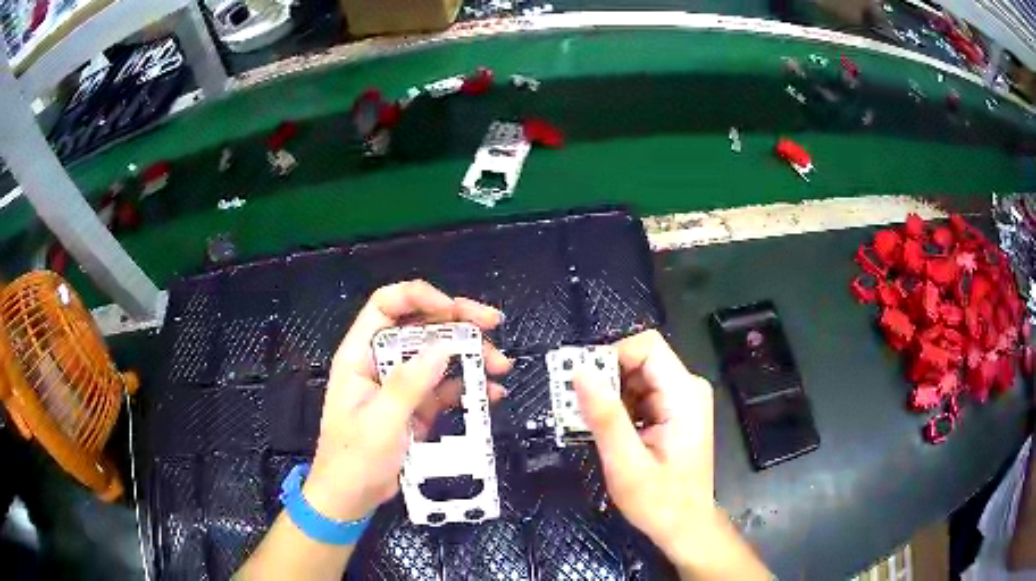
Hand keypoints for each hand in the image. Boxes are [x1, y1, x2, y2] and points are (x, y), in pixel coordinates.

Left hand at [303, 280, 511, 522]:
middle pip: (420, 326)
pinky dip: (469, 386)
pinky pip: (446, 387)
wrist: (352, 498)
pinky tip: (492, 392)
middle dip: (457, 322)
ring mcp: (402, 385)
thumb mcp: (380, 421)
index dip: (418, 297)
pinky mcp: (417, 406)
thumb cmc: (354, 458)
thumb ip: (410, 384)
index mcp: (360, 355)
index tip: (452, 308)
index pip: (386, 306)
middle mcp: (382, 362)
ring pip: (438, 355)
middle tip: (492, 323)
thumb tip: (443, 347)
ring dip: (471, 355)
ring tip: (500, 365)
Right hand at [575, 330, 768, 579]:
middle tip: (579, 410)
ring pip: (636, 376)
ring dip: (609, 396)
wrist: (684, 525)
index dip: (610, 357)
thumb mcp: (626, 464)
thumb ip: (605, 417)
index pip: (646, 347)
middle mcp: (687, 388)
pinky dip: (619, 407)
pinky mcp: (674, 411)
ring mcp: (682, 399)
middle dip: (605, 380)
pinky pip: (640, 393)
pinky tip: (610, 432)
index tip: (581, 385)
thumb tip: (579, 371)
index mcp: (684, 395)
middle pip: (640, 360)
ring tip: (592, 426)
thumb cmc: (659, 501)